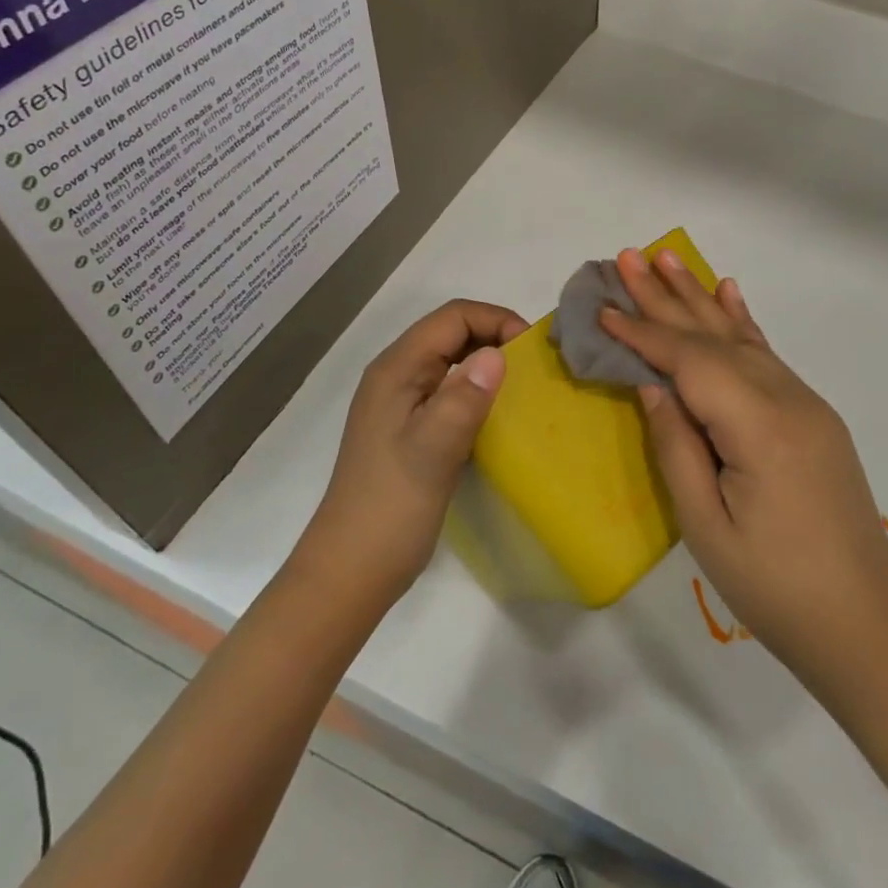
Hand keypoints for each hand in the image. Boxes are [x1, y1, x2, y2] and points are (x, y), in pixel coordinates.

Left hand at [304, 300, 527, 604]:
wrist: (352, 570)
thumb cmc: (391, 508)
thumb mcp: (432, 451)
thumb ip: (464, 399)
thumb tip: (499, 354)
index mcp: (396, 370)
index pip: (453, 317)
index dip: (496, 320)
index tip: (532, 350)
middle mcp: (397, 375)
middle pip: (452, 332)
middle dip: (496, 336)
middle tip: (535, 365)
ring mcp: (403, 402)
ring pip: (453, 360)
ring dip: (489, 362)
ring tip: (525, 384)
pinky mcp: (412, 427)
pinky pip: (451, 389)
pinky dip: (479, 389)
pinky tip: (500, 413)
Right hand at [600, 250, 887, 677]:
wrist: (866, 620)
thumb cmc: (775, 587)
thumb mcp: (707, 526)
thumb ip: (677, 445)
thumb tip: (650, 384)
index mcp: (758, 426)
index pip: (690, 362)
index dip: (643, 333)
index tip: (603, 307)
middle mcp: (786, 398)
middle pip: (714, 336)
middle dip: (665, 297)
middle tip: (626, 256)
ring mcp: (806, 402)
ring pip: (741, 337)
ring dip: (699, 297)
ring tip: (666, 258)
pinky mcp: (813, 414)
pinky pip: (767, 355)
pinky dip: (742, 321)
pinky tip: (729, 292)